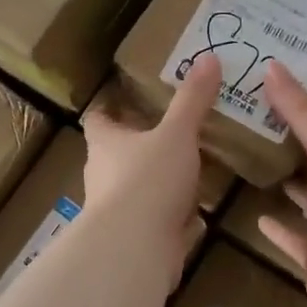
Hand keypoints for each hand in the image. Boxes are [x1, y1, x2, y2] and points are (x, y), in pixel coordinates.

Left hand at [82, 53, 217, 274]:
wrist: (135, 248)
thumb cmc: (148, 179)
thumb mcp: (177, 133)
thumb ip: (192, 100)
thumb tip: (208, 58)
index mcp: (105, 143)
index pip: (98, 120)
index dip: (109, 111)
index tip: (124, 103)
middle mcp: (103, 174)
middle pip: (115, 154)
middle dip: (136, 146)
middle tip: (167, 134)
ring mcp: (116, 210)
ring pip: (134, 189)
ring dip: (154, 183)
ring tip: (186, 172)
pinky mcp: (133, 239)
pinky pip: (153, 221)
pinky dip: (170, 217)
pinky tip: (194, 216)